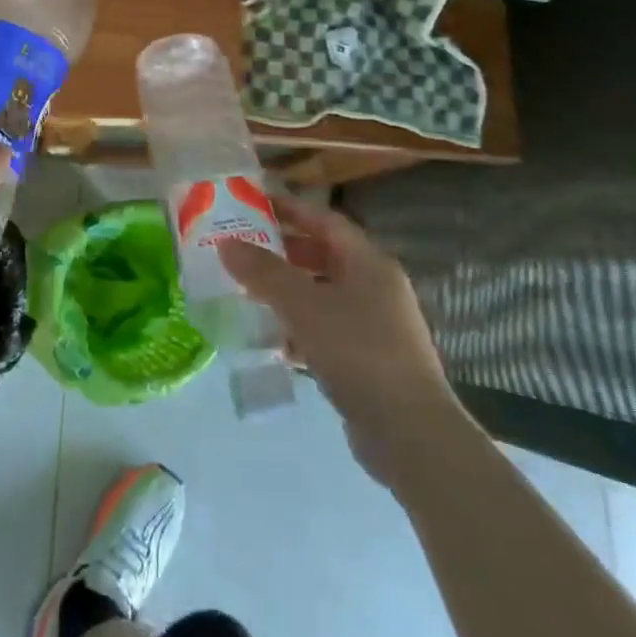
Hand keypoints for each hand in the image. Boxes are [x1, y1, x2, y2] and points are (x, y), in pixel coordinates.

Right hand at [220, 197, 459, 487]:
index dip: (290, 209)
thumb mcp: (303, 305)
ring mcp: (375, 326)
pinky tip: (272, 340)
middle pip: (324, 256)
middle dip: (283, 251)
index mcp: (369, 263)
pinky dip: (299, 328)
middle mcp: (376, 287)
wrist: (409, 433)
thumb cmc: (357, 351)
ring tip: (247, 291)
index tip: (252, 204)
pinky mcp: (369, 360)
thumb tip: (226, 243)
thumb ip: (263, 272)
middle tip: (241, 249)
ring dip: (287, 291)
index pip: (325, 221)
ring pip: (323, 294)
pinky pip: (326, 330)